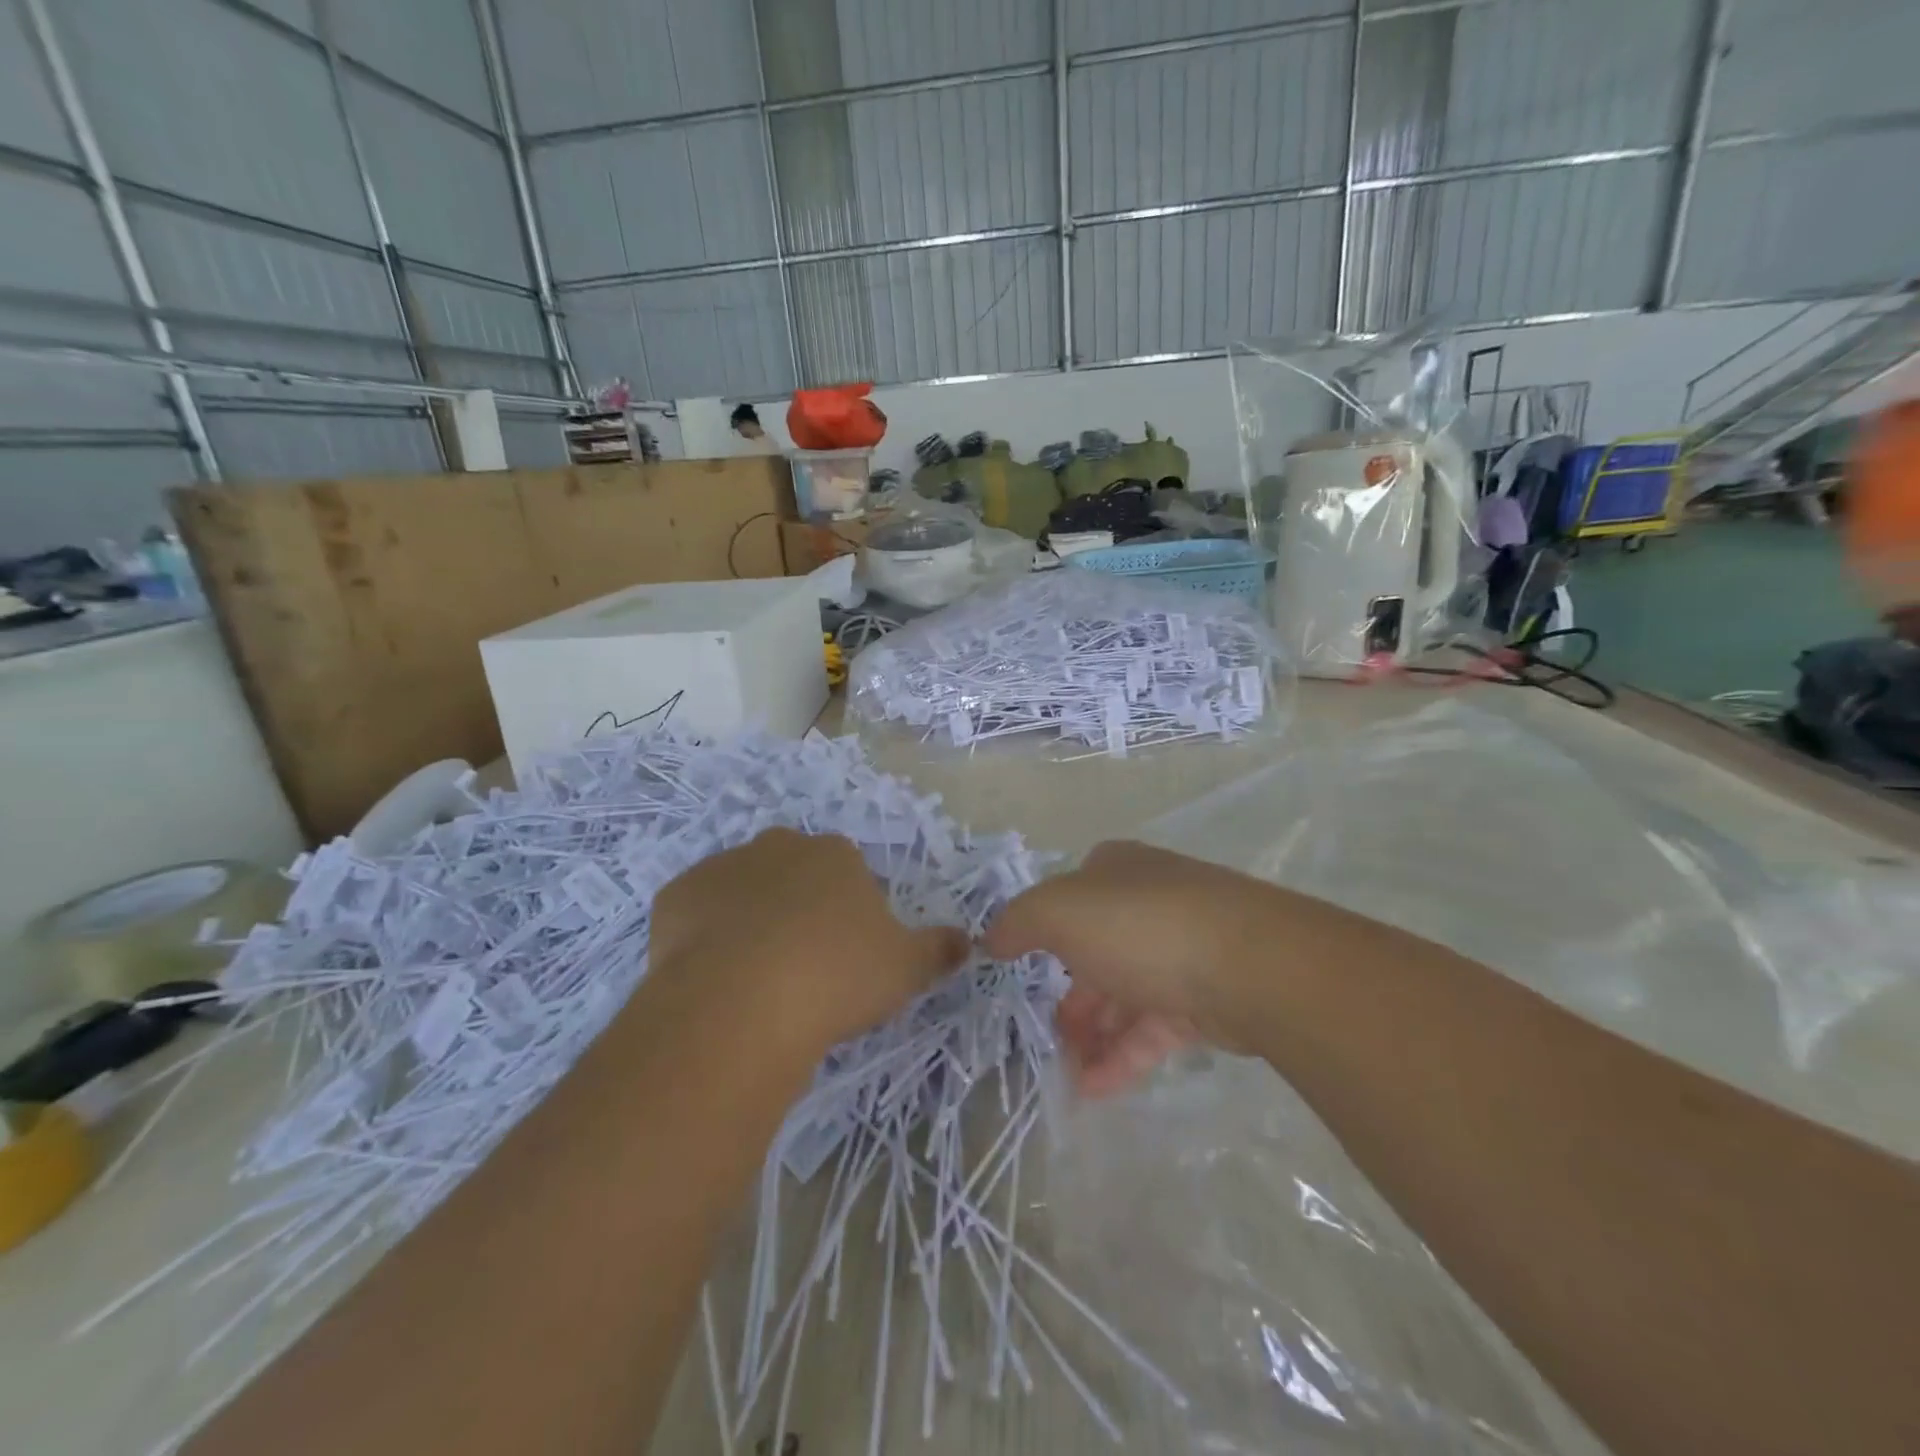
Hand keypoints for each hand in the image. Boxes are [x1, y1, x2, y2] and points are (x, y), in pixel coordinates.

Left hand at [647, 828, 968, 1065]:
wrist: (741, 1003)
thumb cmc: (836, 976)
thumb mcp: (906, 967)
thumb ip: (939, 949)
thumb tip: (968, 941)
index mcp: (835, 854)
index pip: (848, 871)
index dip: (849, 912)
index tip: (846, 955)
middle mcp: (778, 847)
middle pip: (793, 872)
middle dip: (797, 907)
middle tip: (802, 964)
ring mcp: (721, 867)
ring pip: (742, 890)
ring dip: (749, 918)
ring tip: (754, 978)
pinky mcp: (674, 897)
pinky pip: (695, 913)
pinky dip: (703, 936)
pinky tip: (712, 976)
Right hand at [985, 841, 1285, 1095]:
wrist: (1252, 966)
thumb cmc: (1141, 927)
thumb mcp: (1059, 912)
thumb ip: (1018, 923)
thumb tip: (991, 939)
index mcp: (1115, 871)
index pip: (1069, 898)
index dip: (1044, 933)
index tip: (1024, 973)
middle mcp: (1148, 903)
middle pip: (1095, 952)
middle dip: (1069, 997)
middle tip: (1045, 1038)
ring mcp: (1182, 950)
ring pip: (1125, 994)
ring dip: (1092, 1035)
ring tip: (1066, 1075)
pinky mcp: (1208, 998)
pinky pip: (1154, 1028)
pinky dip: (1123, 1056)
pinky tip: (1095, 1088)